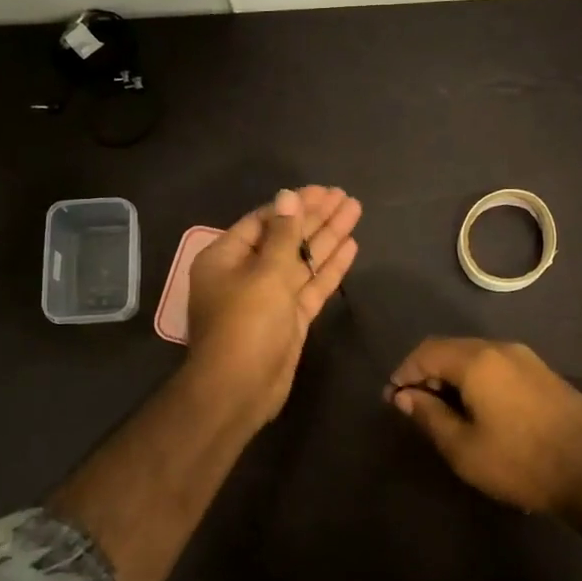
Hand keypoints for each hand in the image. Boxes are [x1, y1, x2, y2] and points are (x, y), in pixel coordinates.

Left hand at [186, 186, 361, 428]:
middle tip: (345, 197)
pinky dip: (330, 268)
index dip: (294, 205)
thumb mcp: (265, 273)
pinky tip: (351, 246)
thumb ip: (283, 234)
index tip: (323, 191)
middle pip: (285, 238)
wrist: (239, 389)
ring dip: (328, 237)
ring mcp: (269, 297)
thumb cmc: (246, 324)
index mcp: (226, 257)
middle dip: (316, 217)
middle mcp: (245, 273)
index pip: (263, 221)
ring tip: (355, 211)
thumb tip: (288, 196)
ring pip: (302, 260)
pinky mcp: (289, 318)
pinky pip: (311, 285)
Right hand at [387, 338, 581, 515]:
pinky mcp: (545, 374)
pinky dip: (477, 379)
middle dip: (427, 372)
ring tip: (444, 409)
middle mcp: (501, 348)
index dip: (404, 372)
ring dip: (452, 375)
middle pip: (451, 348)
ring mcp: (527, 359)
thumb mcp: (463, 448)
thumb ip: (429, 417)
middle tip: (414, 405)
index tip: (392, 399)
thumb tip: (405, 396)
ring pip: (475, 356)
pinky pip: (497, 365)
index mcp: (476, 360)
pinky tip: (479, 408)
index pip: (426, 352)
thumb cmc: (521, 461)